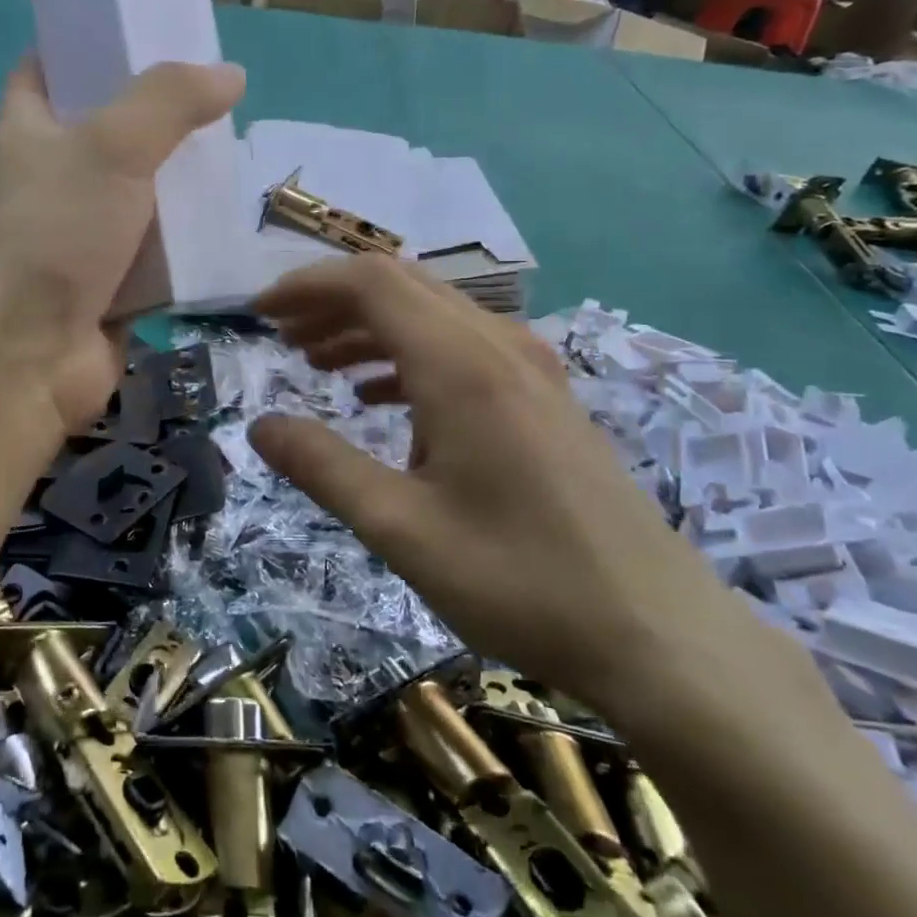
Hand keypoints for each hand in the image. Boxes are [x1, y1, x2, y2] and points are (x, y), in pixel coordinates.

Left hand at [0, 57, 244, 431]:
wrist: (29, 357)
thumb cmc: (55, 236)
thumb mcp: (111, 147)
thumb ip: (169, 101)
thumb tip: (230, 75)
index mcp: (29, 129)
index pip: (48, 66)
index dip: (88, 43)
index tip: (145, 29)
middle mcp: (51, 177)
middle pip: (107, 128)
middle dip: (158, 114)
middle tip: (217, 94)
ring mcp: (82, 232)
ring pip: (139, 191)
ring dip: (180, 179)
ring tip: (236, 151)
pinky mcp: (111, 280)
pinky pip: (157, 247)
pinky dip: (187, 236)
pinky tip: (230, 218)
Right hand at [247, 255, 746, 720]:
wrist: (657, 634)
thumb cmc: (519, 581)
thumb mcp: (400, 529)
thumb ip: (322, 467)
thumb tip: (259, 426)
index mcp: (460, 365)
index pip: (370, 283)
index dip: (307, 287)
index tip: (259, 313)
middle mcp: (497, 346)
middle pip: (400, 286)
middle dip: (331, 301)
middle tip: (279, 336)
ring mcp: (529, 370)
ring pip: (431, 315)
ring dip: (366, 328)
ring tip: (315, 363)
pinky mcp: (543, 399)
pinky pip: (460, 348)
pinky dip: (406, 356)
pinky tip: (379, 398)